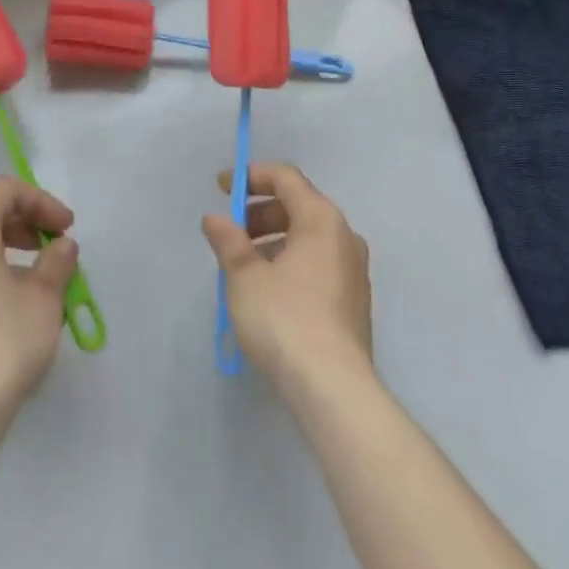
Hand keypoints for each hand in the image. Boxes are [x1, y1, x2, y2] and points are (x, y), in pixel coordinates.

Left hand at [0, 177, 79, 425]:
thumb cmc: (3, 341)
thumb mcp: (45, 297)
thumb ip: (57, 262)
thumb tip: (61, 246)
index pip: (5, 192)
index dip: (41, 201)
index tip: (66, 229)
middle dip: (24, 226)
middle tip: (53, 248)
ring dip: (8, 254)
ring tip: (37, 283)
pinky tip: (9, 313)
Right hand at [201, 162, 372, 385]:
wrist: (334, 391)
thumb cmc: (285, 319)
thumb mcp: (245, 276)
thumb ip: (228, 241)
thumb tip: (215, 219)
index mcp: (321, 219)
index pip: (285, 178)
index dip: (251, 176)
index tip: (222, 188)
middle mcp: (344, 236)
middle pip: (298, 205)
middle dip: (260, 212)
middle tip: (231, 231)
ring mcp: (353, 272)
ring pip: (308, 238)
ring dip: (273, 240)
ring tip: (243, 266)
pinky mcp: (354, 303)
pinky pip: (317, 265)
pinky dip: (290, 263)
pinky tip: (268, 292)